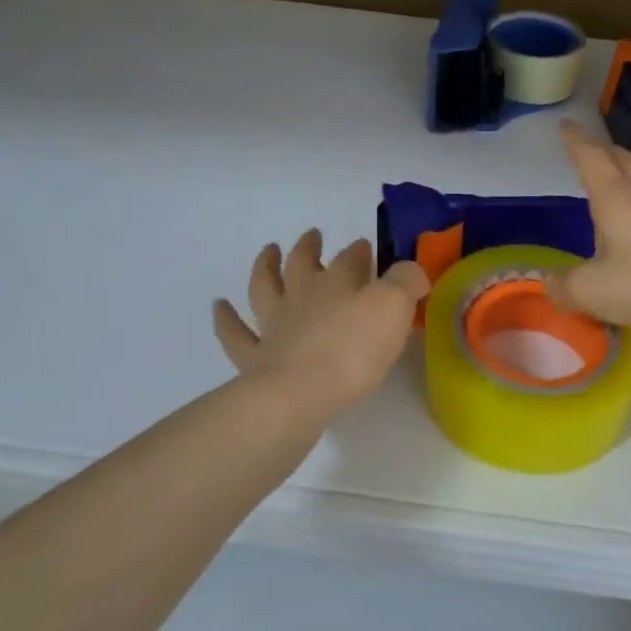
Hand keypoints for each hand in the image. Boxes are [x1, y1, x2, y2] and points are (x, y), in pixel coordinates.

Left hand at [213, 229, 430, 417]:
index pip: (350, 258)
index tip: (365, 246)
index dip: (359, 250)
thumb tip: (411, 270)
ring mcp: (273, 325)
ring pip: (264, 287)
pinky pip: (234, 333)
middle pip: (302, 263)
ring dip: (265, 266)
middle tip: (313, 235)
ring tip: (268, 251)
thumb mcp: (394, 308)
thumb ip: (406, 283)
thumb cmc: (353, 351)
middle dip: (309, 247)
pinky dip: (225, 318)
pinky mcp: (254, 357)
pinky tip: (219, 306)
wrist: (300, 394)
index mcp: (337, 283)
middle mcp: (302, 296)